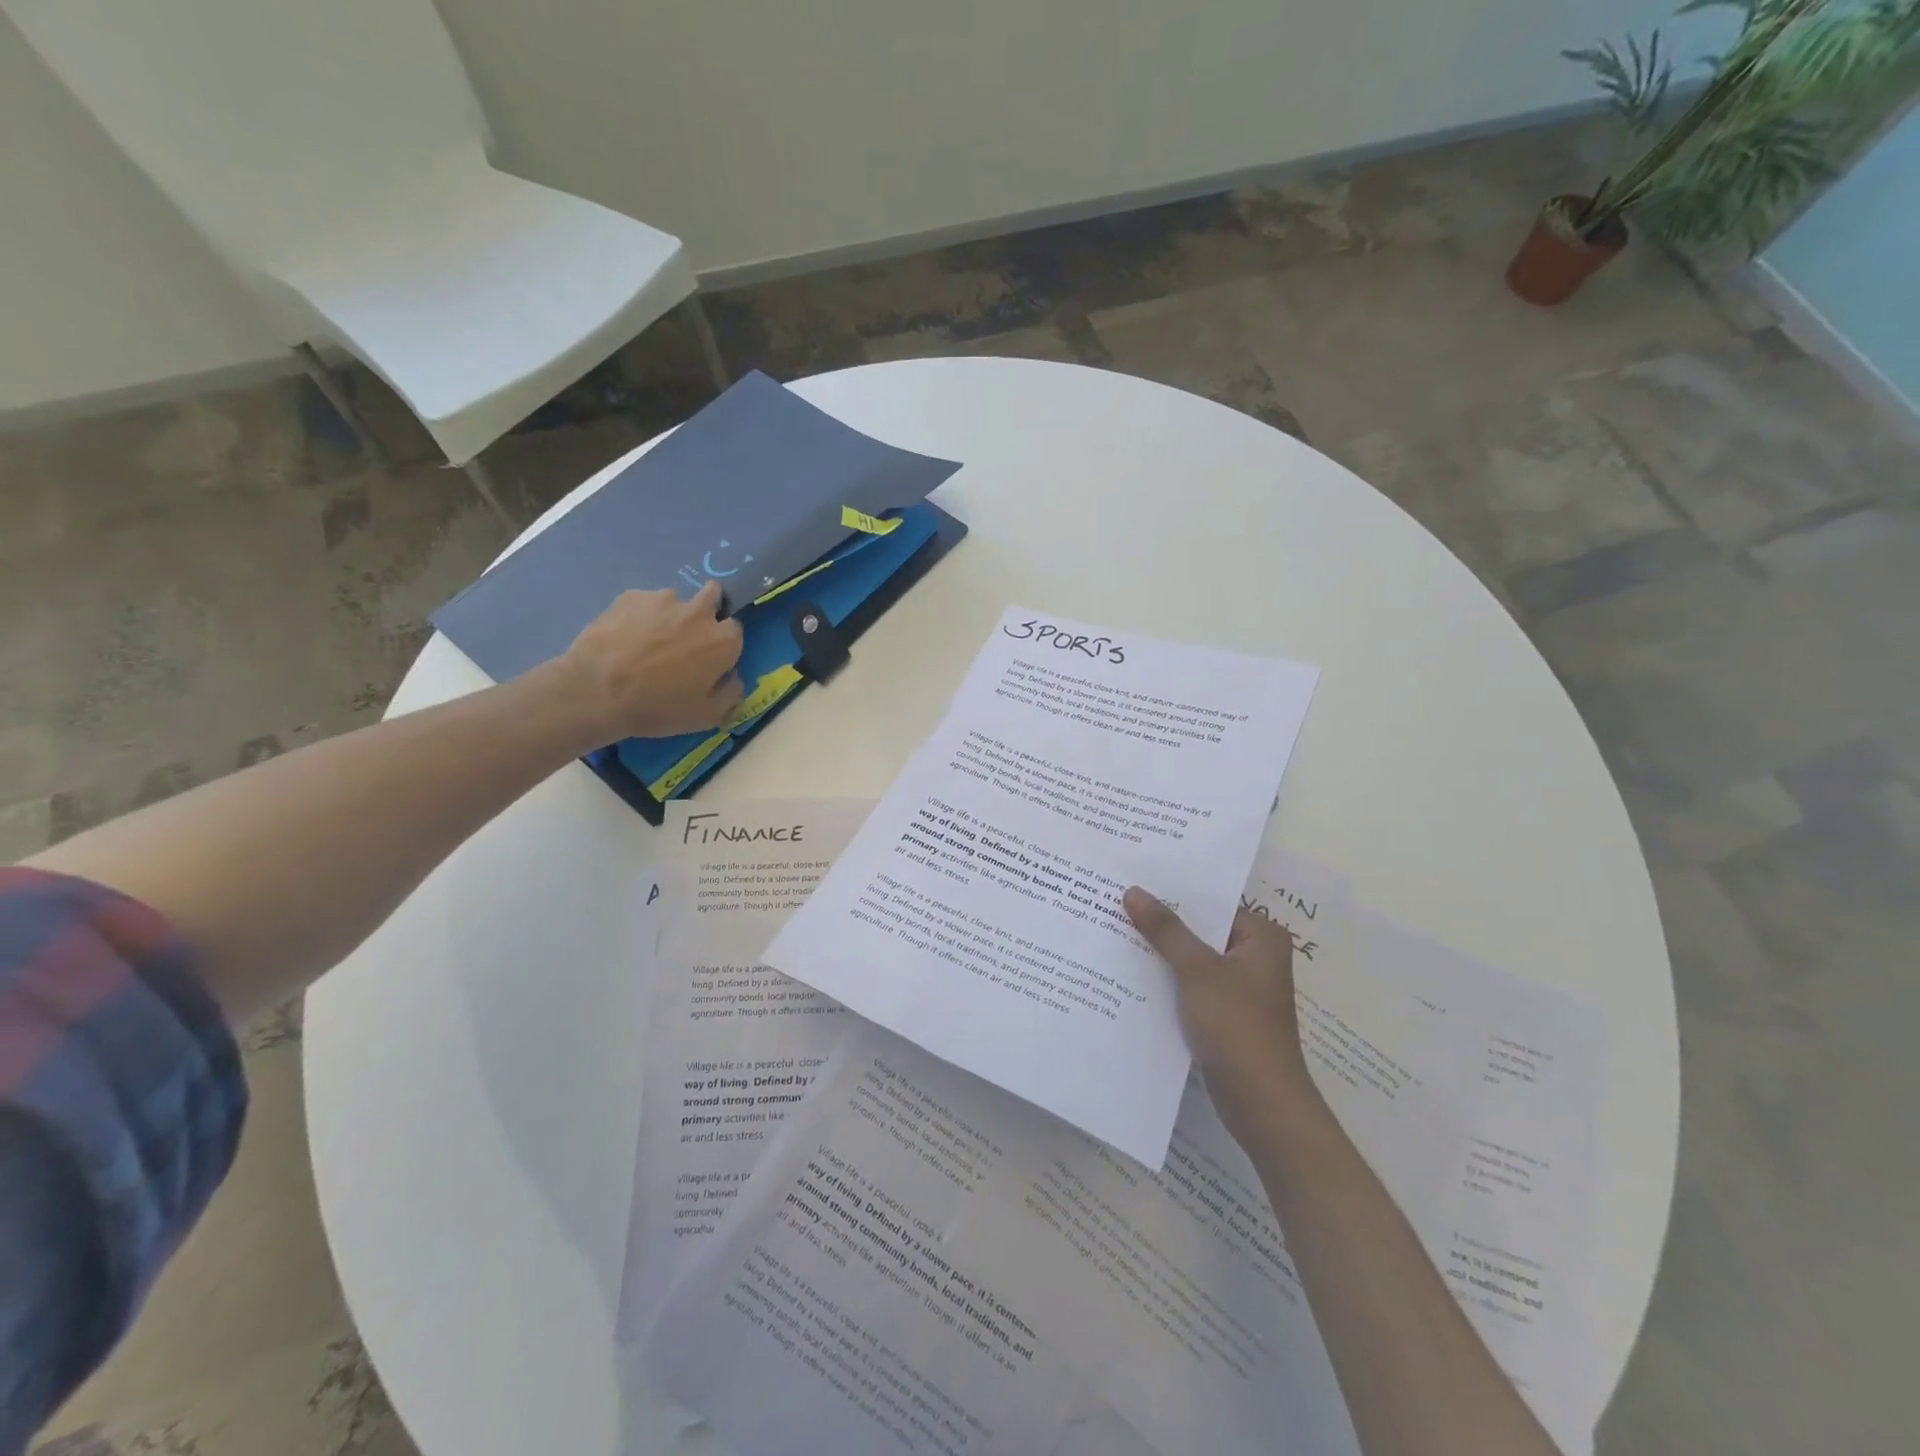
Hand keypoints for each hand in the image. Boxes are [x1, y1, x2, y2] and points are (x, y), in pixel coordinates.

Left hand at [554, 583, 744, 742]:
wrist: (596, 691)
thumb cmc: (658, 707)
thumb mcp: (707, 716)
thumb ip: (731, 694)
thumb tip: (733, 677)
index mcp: (723, 641)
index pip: (735, 631)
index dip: (723, 645)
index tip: (710, 660)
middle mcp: (699, 612)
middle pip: (713, 596)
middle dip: (706, 610)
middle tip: (686, 638)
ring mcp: (663, 599)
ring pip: (676, 600)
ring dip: (670, 614)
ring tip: (647, 640)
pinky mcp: (631, 596)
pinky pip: (644, 602)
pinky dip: (640, 615)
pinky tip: (624, 636)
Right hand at [1124, 889, 1316, 1143]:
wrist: (1261, 1103)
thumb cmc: (1237, 1026)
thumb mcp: (1197, 971)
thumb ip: (1165, 930)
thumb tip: (1133, 891)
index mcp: (1261, 937)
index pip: (1211, 903)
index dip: (1172, 894)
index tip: (1133, 882)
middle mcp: (1255, 956)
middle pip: (1201, 931)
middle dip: (1162, 924)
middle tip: (1116, 903)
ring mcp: (1240, 988)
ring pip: (1193, 959)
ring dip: (1161, 953)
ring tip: (1115, 931)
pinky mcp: (1225, 1014)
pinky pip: (1191, 985)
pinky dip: (1167, 980)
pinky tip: (1131, 973)